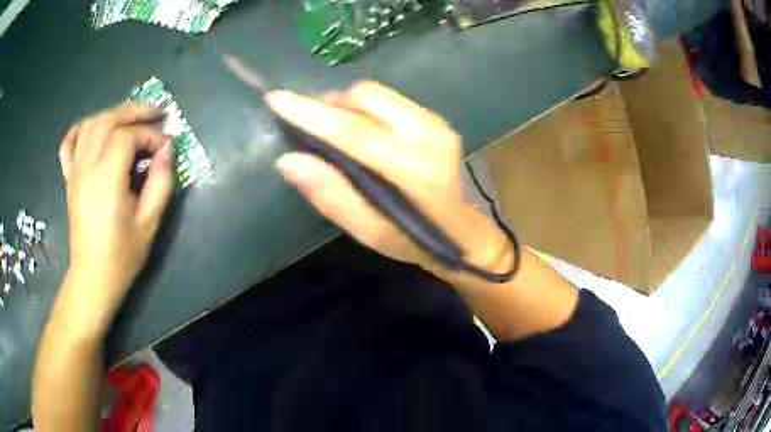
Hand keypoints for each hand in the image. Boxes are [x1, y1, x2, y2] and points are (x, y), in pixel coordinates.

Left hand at [59, 104, 172, 310]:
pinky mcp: (69, 179)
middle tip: (155, 114)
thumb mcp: (149, 222)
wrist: (93, 277)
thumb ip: (160, 182)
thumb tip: (167, 150)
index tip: (166, 147)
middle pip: (107, 120)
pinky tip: (92, 128)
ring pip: (90, 125)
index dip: (150, 135)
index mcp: (106, 178)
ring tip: (130, 119)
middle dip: (134, 112)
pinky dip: (80, 129)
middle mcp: (87, 167)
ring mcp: (75, 171)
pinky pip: (69, 144)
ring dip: (112, 114)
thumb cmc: (122, 255)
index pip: (128, 136)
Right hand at [267, 81, 510, 273]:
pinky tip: (365, 132)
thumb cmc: (412, 238)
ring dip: (349, 106)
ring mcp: (437, 123)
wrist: (462, 233)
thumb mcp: (368, 231)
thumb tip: (288, 160)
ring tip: (339, 133)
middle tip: (315, 128)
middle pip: (366, 96)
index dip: (310, 113)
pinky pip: (390, 100)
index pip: (353, 130)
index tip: (275, 98)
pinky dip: (367, 110)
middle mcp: (428, 134)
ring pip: (377, 94)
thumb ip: (330, 194)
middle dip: (332, 105)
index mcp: (413, 168)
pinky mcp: (438, 119)